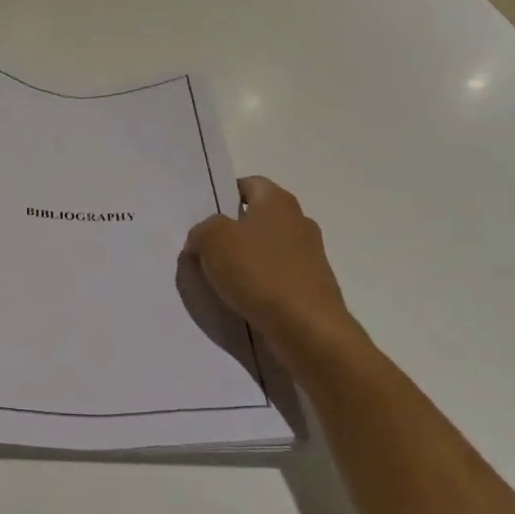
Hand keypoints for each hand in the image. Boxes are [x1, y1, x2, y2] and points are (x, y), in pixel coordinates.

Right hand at [183, 176, 354, 359]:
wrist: (308, 329)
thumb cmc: (259, 272)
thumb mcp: (213, 240)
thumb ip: (202, 230)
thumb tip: (203, 239)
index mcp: (278, 201)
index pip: (249, 184)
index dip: (224, 196)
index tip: (204, 218)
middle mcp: (299, 222)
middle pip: (258, 218)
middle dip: (232, 232)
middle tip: (205, 250)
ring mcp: (310, 256)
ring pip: (267, 250)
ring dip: (246, 262)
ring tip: (219, 280)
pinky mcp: (312, 288)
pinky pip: (277, 278)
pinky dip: (260, 286)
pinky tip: (242, 301)